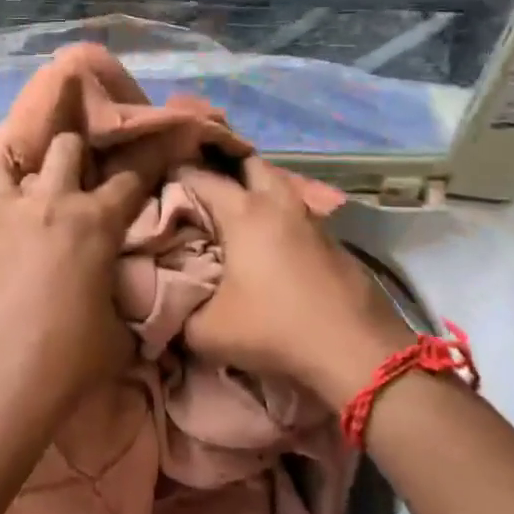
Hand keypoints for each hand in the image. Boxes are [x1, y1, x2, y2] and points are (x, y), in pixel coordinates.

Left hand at [0, 131, 147, 400]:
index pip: (130, 179)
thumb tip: (124, 303)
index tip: (154, 155)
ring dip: (20, 166)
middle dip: (79, 151)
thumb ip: (123, 303)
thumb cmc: (73, 357)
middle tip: (84, 173)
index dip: (146, 164)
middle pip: (65, 148)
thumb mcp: (120, 333)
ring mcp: (9, 221)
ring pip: (4, 164)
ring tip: (30, 182)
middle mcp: (52, 206)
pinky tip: (5, 226)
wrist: (3, 383)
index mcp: (96, 223)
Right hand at [181, 158, 415, 408]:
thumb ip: (178, 315)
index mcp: (243, 212)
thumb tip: (166, 309)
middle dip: (223, 167)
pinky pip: (297, 215)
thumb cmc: (274, 328)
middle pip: (248, 163)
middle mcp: (278, 203)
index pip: (199, 176)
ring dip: (256, 192)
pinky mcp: (334, 241)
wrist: (355, 350)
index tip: (158, 184)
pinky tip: (271, 246)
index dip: (175, 175)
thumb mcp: (207, 332)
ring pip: (279, 187)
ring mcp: (311, 219)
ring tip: (234, 216)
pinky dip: (279, 218)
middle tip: (201, 188)